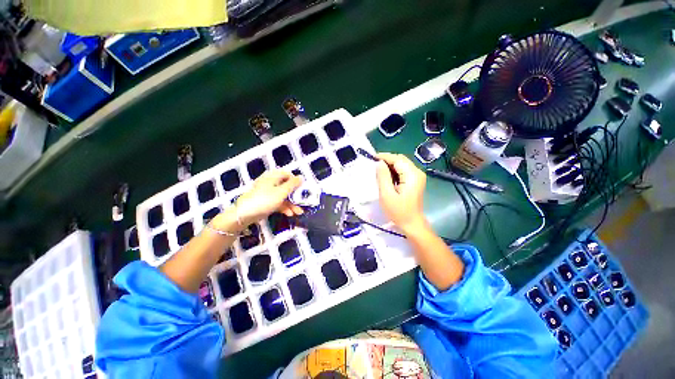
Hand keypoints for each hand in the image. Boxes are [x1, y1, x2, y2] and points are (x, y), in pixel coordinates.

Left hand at [235, 170, 303, 225]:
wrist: (244, 215)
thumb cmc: (264, 200)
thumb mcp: (281, 192)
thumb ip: (292, 185)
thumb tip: (301, 177)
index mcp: (273, 177)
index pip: (287, 174)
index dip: (296, 181)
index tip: (302, 189)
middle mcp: (270, 183)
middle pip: (286, 187)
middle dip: (295, 196)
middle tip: (302, 202)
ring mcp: (268, 193)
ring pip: (283, 196)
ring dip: (291, 204)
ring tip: (298, 212)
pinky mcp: (266, 202)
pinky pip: (278, 203)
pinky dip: (284, 207)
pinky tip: (290, 214)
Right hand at [375, 153, 427, 233]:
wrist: (412, 223)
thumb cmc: (398, 211)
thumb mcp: (387, 194)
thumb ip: (383, 177)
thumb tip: (379, 163)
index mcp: (412, 175)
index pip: (397, 159)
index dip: (384, 157)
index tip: (372, 158)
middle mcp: (417, 172)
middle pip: (400, 160)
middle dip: (387, 160)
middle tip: (374, 166)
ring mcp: (417, 176)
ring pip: (402, 164)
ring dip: (390, 166)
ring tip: (379, 172)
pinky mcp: (415, 181)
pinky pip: (403, 171)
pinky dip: (394, 171)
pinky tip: (387, 177)